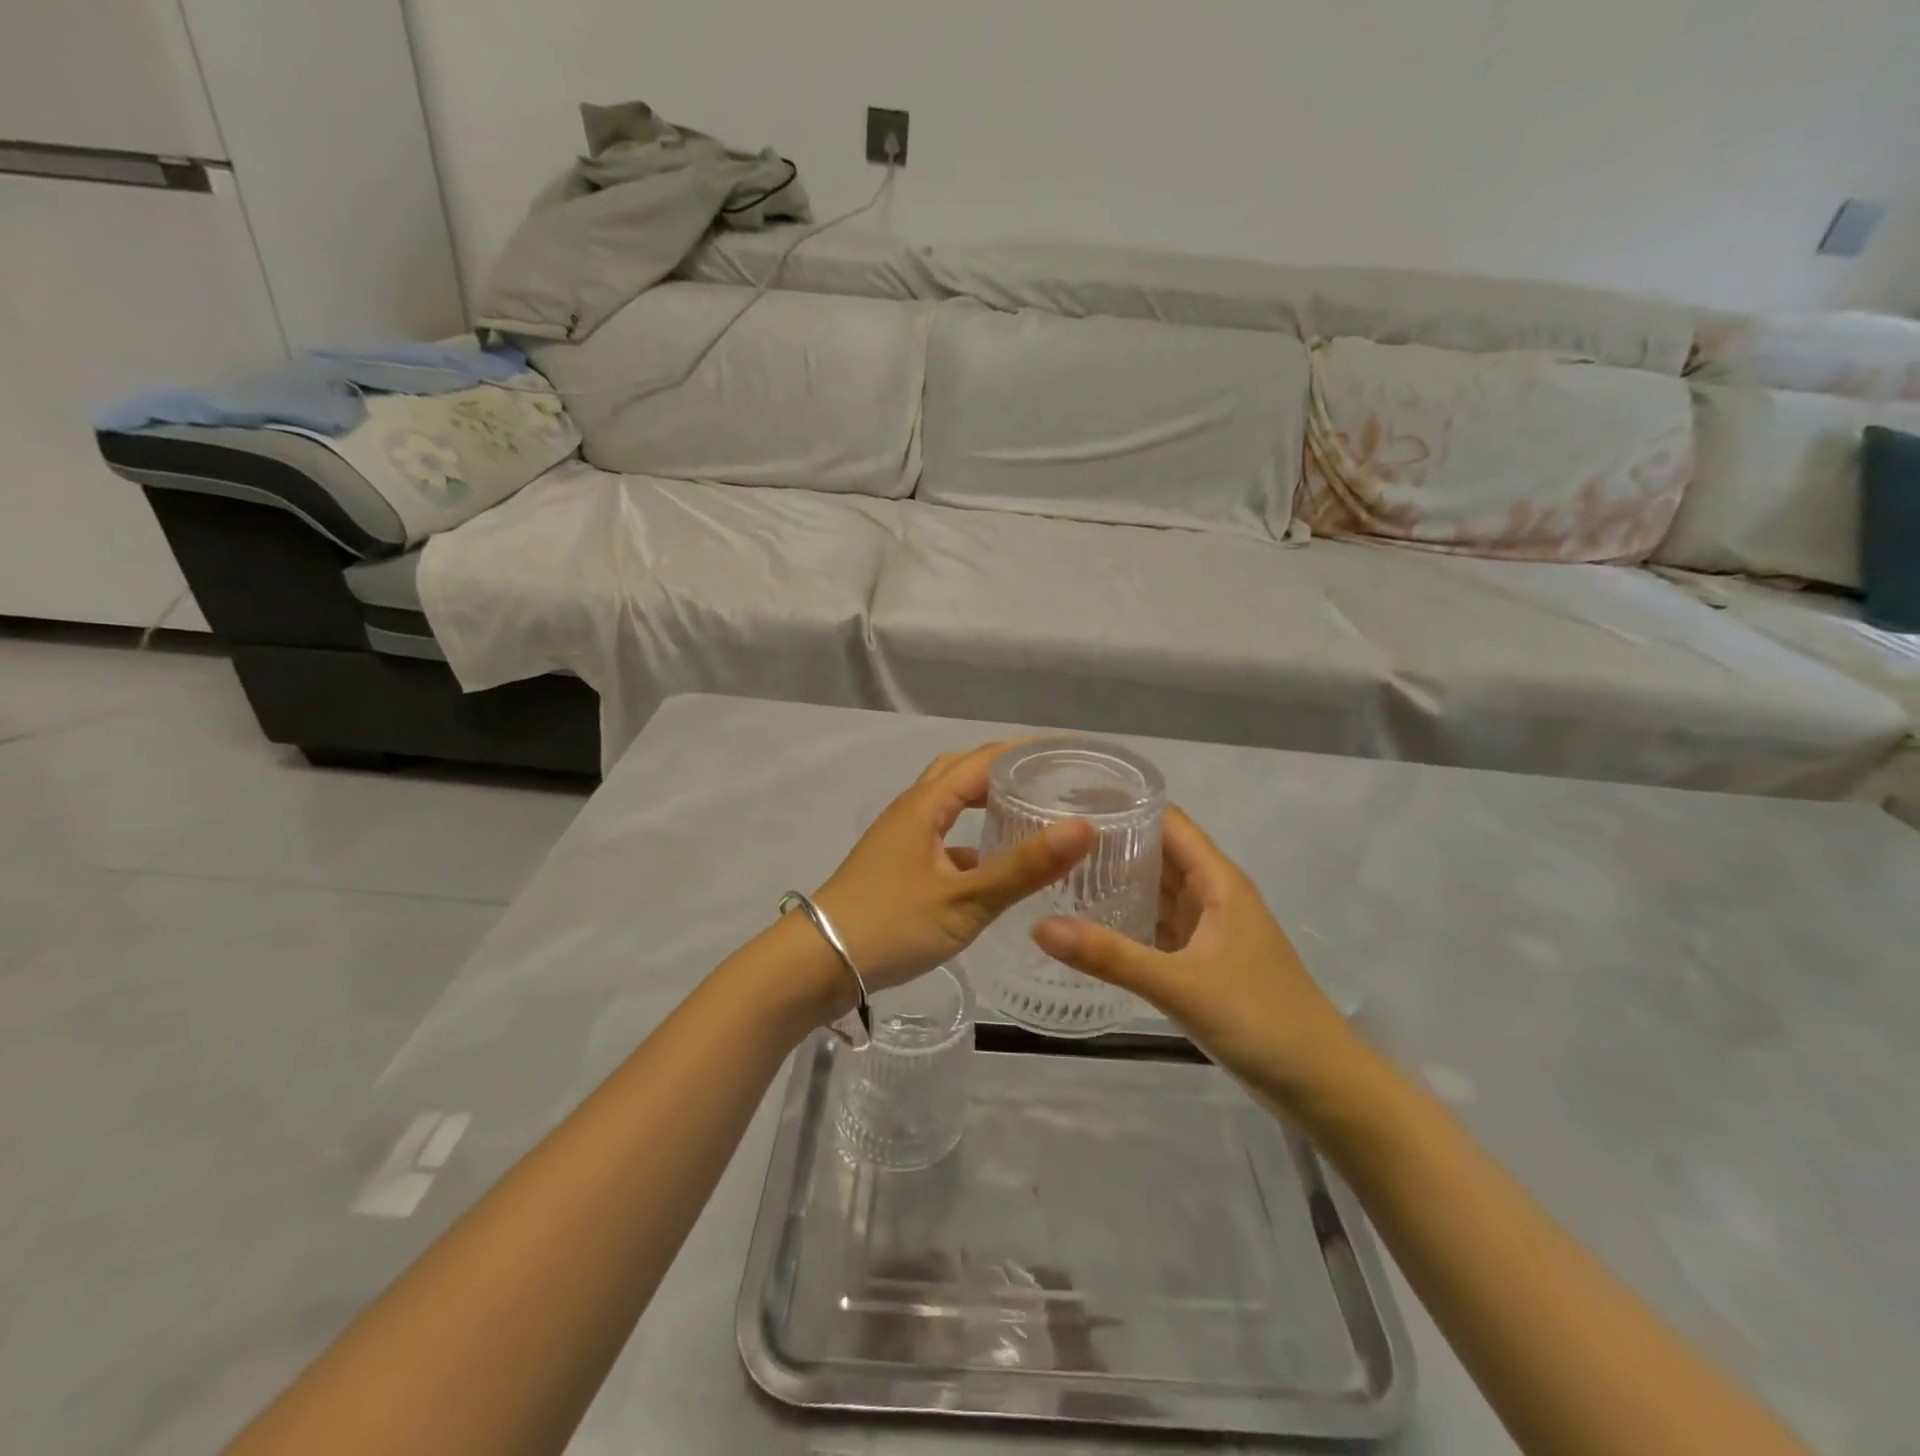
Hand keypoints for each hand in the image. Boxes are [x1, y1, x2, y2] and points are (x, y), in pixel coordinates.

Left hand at [812, 742, 1095, 993]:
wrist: (818, 963)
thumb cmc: (891, 924)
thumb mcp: (965, 900)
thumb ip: (1023, 868)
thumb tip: (1084, 827)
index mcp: (926, 804)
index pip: (984, 759)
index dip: (1026, 750)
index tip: (1069, 751)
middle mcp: (912, 811)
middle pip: (962, 771)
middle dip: (1005, 767)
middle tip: (1051, 776)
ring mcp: (901, 839)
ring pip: (950, 804)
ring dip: (986, 799)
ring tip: (1028, 810)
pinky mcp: (897, 866)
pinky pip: (943, 836)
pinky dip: (972, 838)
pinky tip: (994, 865)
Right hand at [1032, 806, 1362, 1118]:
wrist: (1323, 1086)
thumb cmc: (1261, 1020)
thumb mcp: (1180, 986)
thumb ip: (1111, 956)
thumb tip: (1039, 927)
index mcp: (1218, 881)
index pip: (1167, 821)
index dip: (1124, 804)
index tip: (1070, 798)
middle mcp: (1213, 895)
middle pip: (1158, 852)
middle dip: (1111, 842)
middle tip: (1049, 837)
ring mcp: (1210, 929)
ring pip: (1158, 890)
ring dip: (1118, 880)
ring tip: (1058, 872)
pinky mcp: (1204, 960)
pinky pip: (1159, 925)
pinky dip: (1129, 919)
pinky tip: (1090, 924)